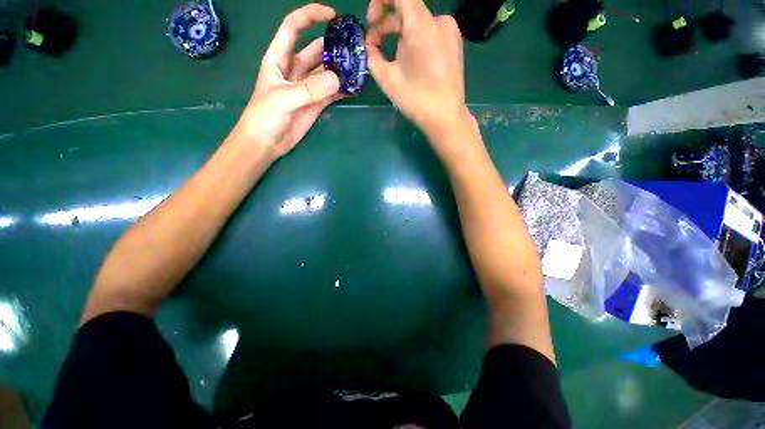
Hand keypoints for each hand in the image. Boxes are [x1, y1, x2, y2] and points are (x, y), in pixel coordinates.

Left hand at [233, 3, 341, 160]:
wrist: (267, 143)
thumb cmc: (265, 116)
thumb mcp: (283, 99)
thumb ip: (309, 89)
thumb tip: (337, 78)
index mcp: (279, 58)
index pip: (293, 27)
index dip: (311, 16)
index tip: (333, 15)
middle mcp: (295, 68)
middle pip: (316, 49)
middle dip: (333, 45)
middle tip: (355, 46)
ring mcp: (308, 87)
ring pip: (327, 71)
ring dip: (341, 69)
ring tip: (359, 66)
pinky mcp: (317, 103)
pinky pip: (333, 92)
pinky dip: (343, 89)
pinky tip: (355, 87)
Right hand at [366, 0, 472, 139]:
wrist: (445, 118)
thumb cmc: (416, 99)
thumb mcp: (387, 78)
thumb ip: (372, 55)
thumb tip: (370, 46)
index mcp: (421, 24)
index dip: (380, 1)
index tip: (371, 22)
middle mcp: (439, 20)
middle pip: (407, 9)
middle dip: (386, 24)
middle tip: (374, 46)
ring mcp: (450, 32)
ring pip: (418, 23)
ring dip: (399, 35)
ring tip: (390, 58)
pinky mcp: (454, 44)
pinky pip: (429, 34)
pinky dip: (414, 41)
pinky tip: (409, 61)